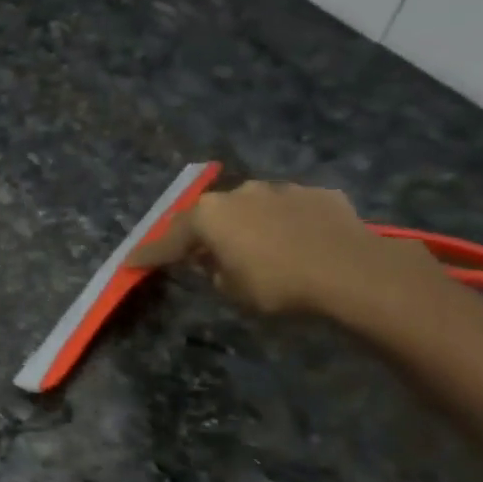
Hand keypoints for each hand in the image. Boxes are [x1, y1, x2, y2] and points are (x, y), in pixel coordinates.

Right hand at [129, 180, 439, 318]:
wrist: (351, 271)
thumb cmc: (278, 286)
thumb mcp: (232, 292)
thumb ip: (214, 273)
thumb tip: (215, 263)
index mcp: (209, 216)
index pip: (168, 240)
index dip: (149, 254)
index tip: (131, 262)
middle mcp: (239, 193)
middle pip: (209, 215)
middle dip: (201, 234)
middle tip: (196, 254)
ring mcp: (280, 189)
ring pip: (251, 207)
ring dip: (245, 225)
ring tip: (252, 247)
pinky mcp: (317, 194)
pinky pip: (289, 210)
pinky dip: (284, 224)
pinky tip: (295, 242)